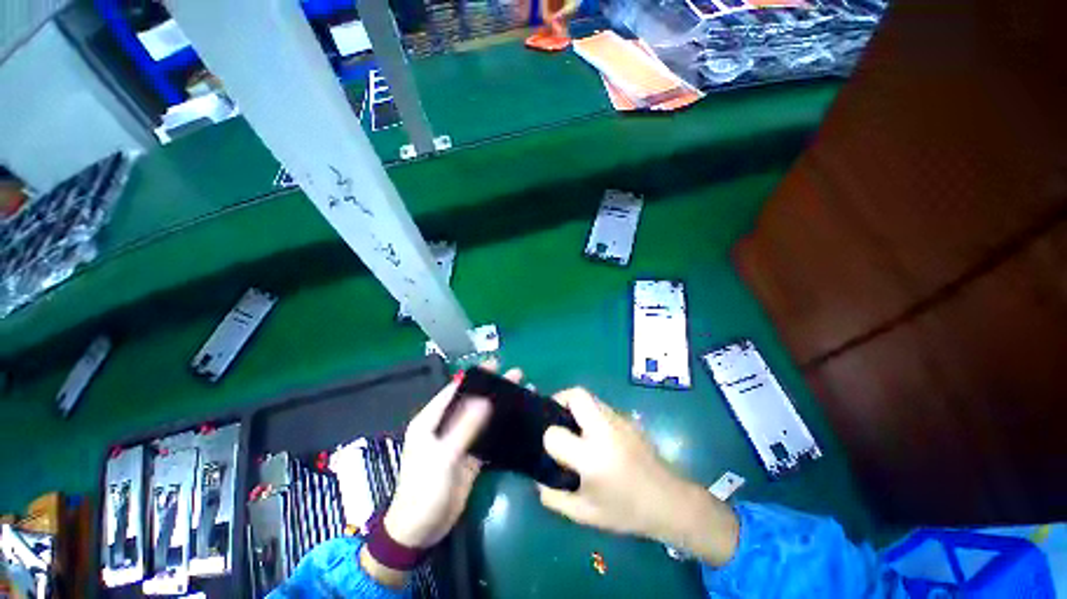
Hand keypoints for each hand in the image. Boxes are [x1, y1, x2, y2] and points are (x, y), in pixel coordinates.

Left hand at [383, 364, 521, 548]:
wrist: (420, 531)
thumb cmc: (424, 490)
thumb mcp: (443, 456)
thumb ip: (464, 428)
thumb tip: (485, 401)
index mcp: (431, 420)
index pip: (455, 390)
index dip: (475, 376)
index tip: (496, 364)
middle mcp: (445, 426)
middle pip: (472, 401)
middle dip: (493, 388)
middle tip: (516, 375)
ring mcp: (459, 441)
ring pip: (482, 417)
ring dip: (499, 406)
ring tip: (522, 392)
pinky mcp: (469, 456)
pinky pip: (487, 436)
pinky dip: (501, 427)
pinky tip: (517, 420)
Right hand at [537, 388, 739, 565]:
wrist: (669, 501)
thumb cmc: (626, 511)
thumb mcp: (585, 514)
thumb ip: (554, 498)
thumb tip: (538, 479)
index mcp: (592, 458)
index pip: (554, 434)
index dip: (548, 440)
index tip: (552, 449)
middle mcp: (605, 431)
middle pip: (576, 395)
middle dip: (561, 400)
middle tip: (558, 418)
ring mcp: (619, 420)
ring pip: (590, 397)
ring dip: (576, 406)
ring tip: (575, 427)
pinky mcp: (628, 418)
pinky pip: (602, 406)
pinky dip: (591, 413)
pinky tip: (596, 434)